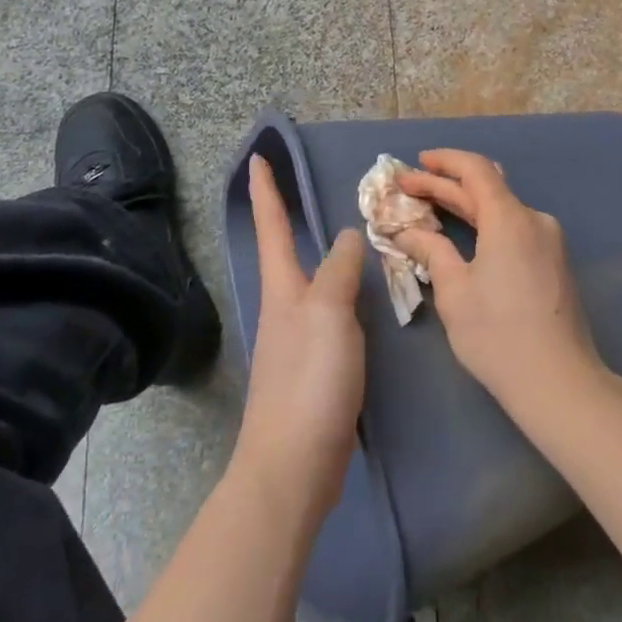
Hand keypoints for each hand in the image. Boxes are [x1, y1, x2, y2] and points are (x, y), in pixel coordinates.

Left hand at [235, 155, 366, 528]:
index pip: (272, 227)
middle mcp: (286, 308)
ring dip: (325, 256)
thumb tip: (350, 234)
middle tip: (309, 190)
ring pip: (314, 283)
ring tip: (352, 237)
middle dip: (290, 219)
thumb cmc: (309, 380)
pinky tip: (365, 299)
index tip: (257, 156)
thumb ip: (340, 270)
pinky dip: (346, 294)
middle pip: (286, 252)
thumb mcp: (328, 313)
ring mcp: (299, 339)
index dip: (266, 191)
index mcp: (283, 289)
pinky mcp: (317, 368)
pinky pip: (333, 314)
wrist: (294, 465)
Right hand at [393, 150, 605, 415]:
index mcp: (510, 218)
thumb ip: (431, 251)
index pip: (476, 169)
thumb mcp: (454, 292)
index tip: (415, 164)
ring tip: (431, 208)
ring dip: (467, 206)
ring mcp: (549, 241)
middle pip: (487, 189)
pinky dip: (486, 225)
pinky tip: (466, 236)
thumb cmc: (498, 335)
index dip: (444, 161)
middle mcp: (534, 220)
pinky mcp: (555, 262)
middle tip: (408, 187)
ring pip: (502, 210)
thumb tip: (407, 232)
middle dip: (446, 185)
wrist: (560, 382)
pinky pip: (515, 229)